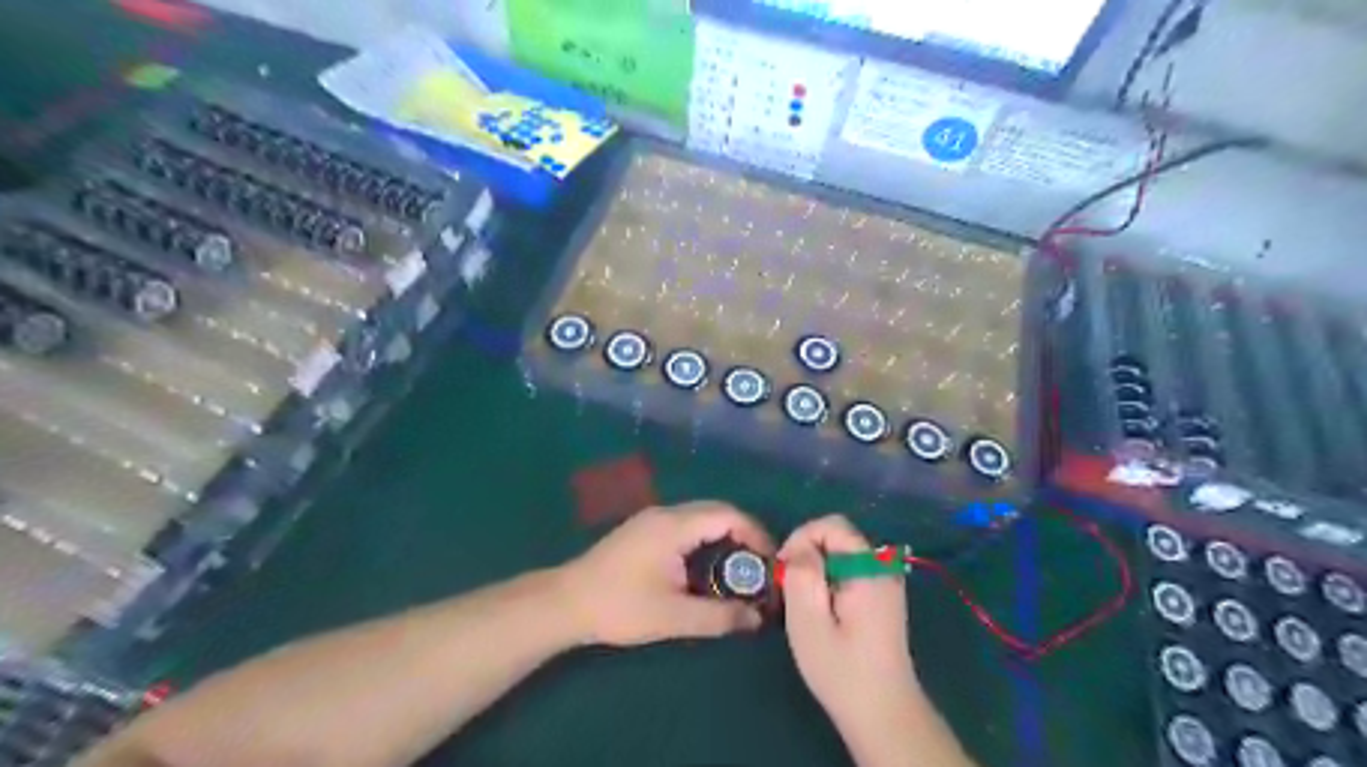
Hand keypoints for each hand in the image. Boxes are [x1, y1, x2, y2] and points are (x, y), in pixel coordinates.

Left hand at [552, 502, 767, 646]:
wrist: (566, 602)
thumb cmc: (620, 607)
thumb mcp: (673, 617)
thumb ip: (719, 617)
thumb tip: (757, 619)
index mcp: (675, 526)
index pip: (728, 515)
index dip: (756, 533)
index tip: (770, 561)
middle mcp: (665, 514)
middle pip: (716, 511)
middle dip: (743, 534)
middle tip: (759, 566)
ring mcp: (651, 520)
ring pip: (700, 517)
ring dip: (723, 537)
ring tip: (738, 570)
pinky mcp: (643, 531)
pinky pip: (685, 525)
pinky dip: (705, 540)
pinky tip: (705, 568)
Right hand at [778, 519, 917, 740]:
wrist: (883, 713)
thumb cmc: (841, 669)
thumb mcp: (808, 621)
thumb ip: (802, 574)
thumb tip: (798, 547)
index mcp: (869, 568)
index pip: (831, 525)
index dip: (801, 538)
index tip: (784, 571)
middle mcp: (883, 567)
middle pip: (837, 537)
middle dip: (807, 554)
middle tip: (789, 590)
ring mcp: (886, 581)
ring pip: (841, 554)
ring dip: (817, 569)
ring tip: (804, 604)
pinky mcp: (882, 596)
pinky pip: (850, 570)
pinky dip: (829, 581)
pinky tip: (823, 612)